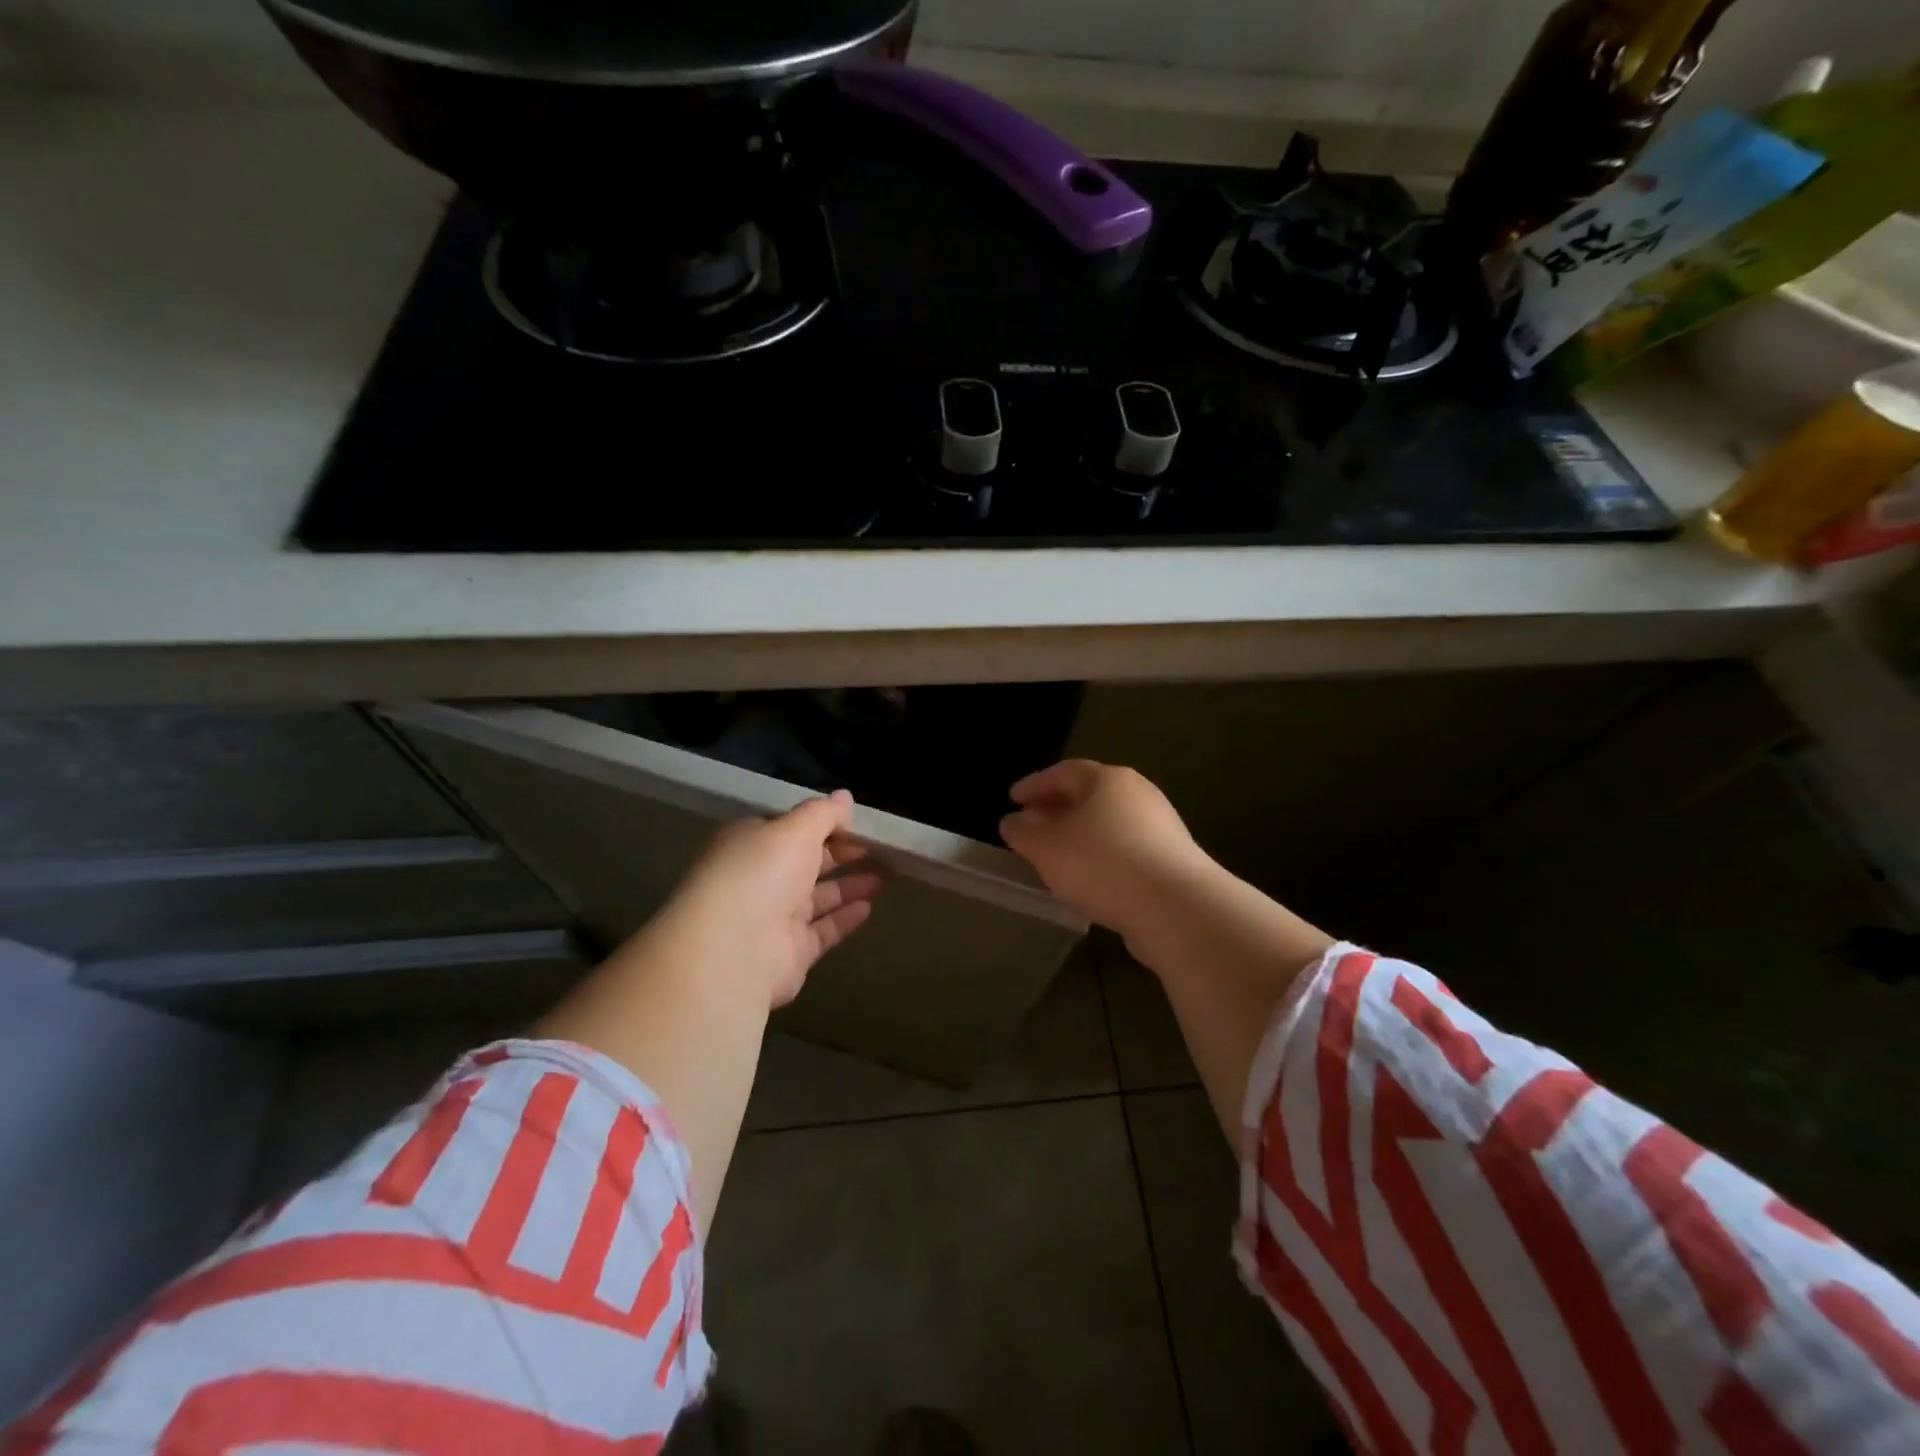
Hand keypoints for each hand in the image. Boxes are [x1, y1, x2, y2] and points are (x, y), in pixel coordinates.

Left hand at [658, 790, 882, 1008]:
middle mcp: (759, 878)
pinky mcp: (790, 952)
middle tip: (881, 849)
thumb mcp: (795, 829)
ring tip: (886, 875)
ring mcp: (774, 918)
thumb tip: (844, 796)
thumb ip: (823, 813)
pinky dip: (845, 918)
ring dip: (850, 885)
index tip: (860, 823)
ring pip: (818, 897)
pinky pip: (823, 930)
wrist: (735, 949)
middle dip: (843, 854)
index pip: (790, 829)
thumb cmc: (761, 873)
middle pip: (807, 862)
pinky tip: (869, 907)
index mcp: (751, 844)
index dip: (825, 824)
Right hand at [999, 760, 1211, 942]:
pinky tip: (1088, 879)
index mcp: (1108, 779)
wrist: (1176, 907)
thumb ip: (1024, 832)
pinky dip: (1101, 857)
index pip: (1063, 772)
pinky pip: (1125, 850)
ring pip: (1108, 824)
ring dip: (1079, 835)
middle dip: (1057, 809)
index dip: (1034, 785)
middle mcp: (1138, 794)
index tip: (1012, 799)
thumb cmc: (1102, 863)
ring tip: (1056, 857)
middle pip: (1089, 795)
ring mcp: (1160, 826)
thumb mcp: (1047, 848)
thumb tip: (1013, 821)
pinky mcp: (1172, 860)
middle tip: (1031, 826)